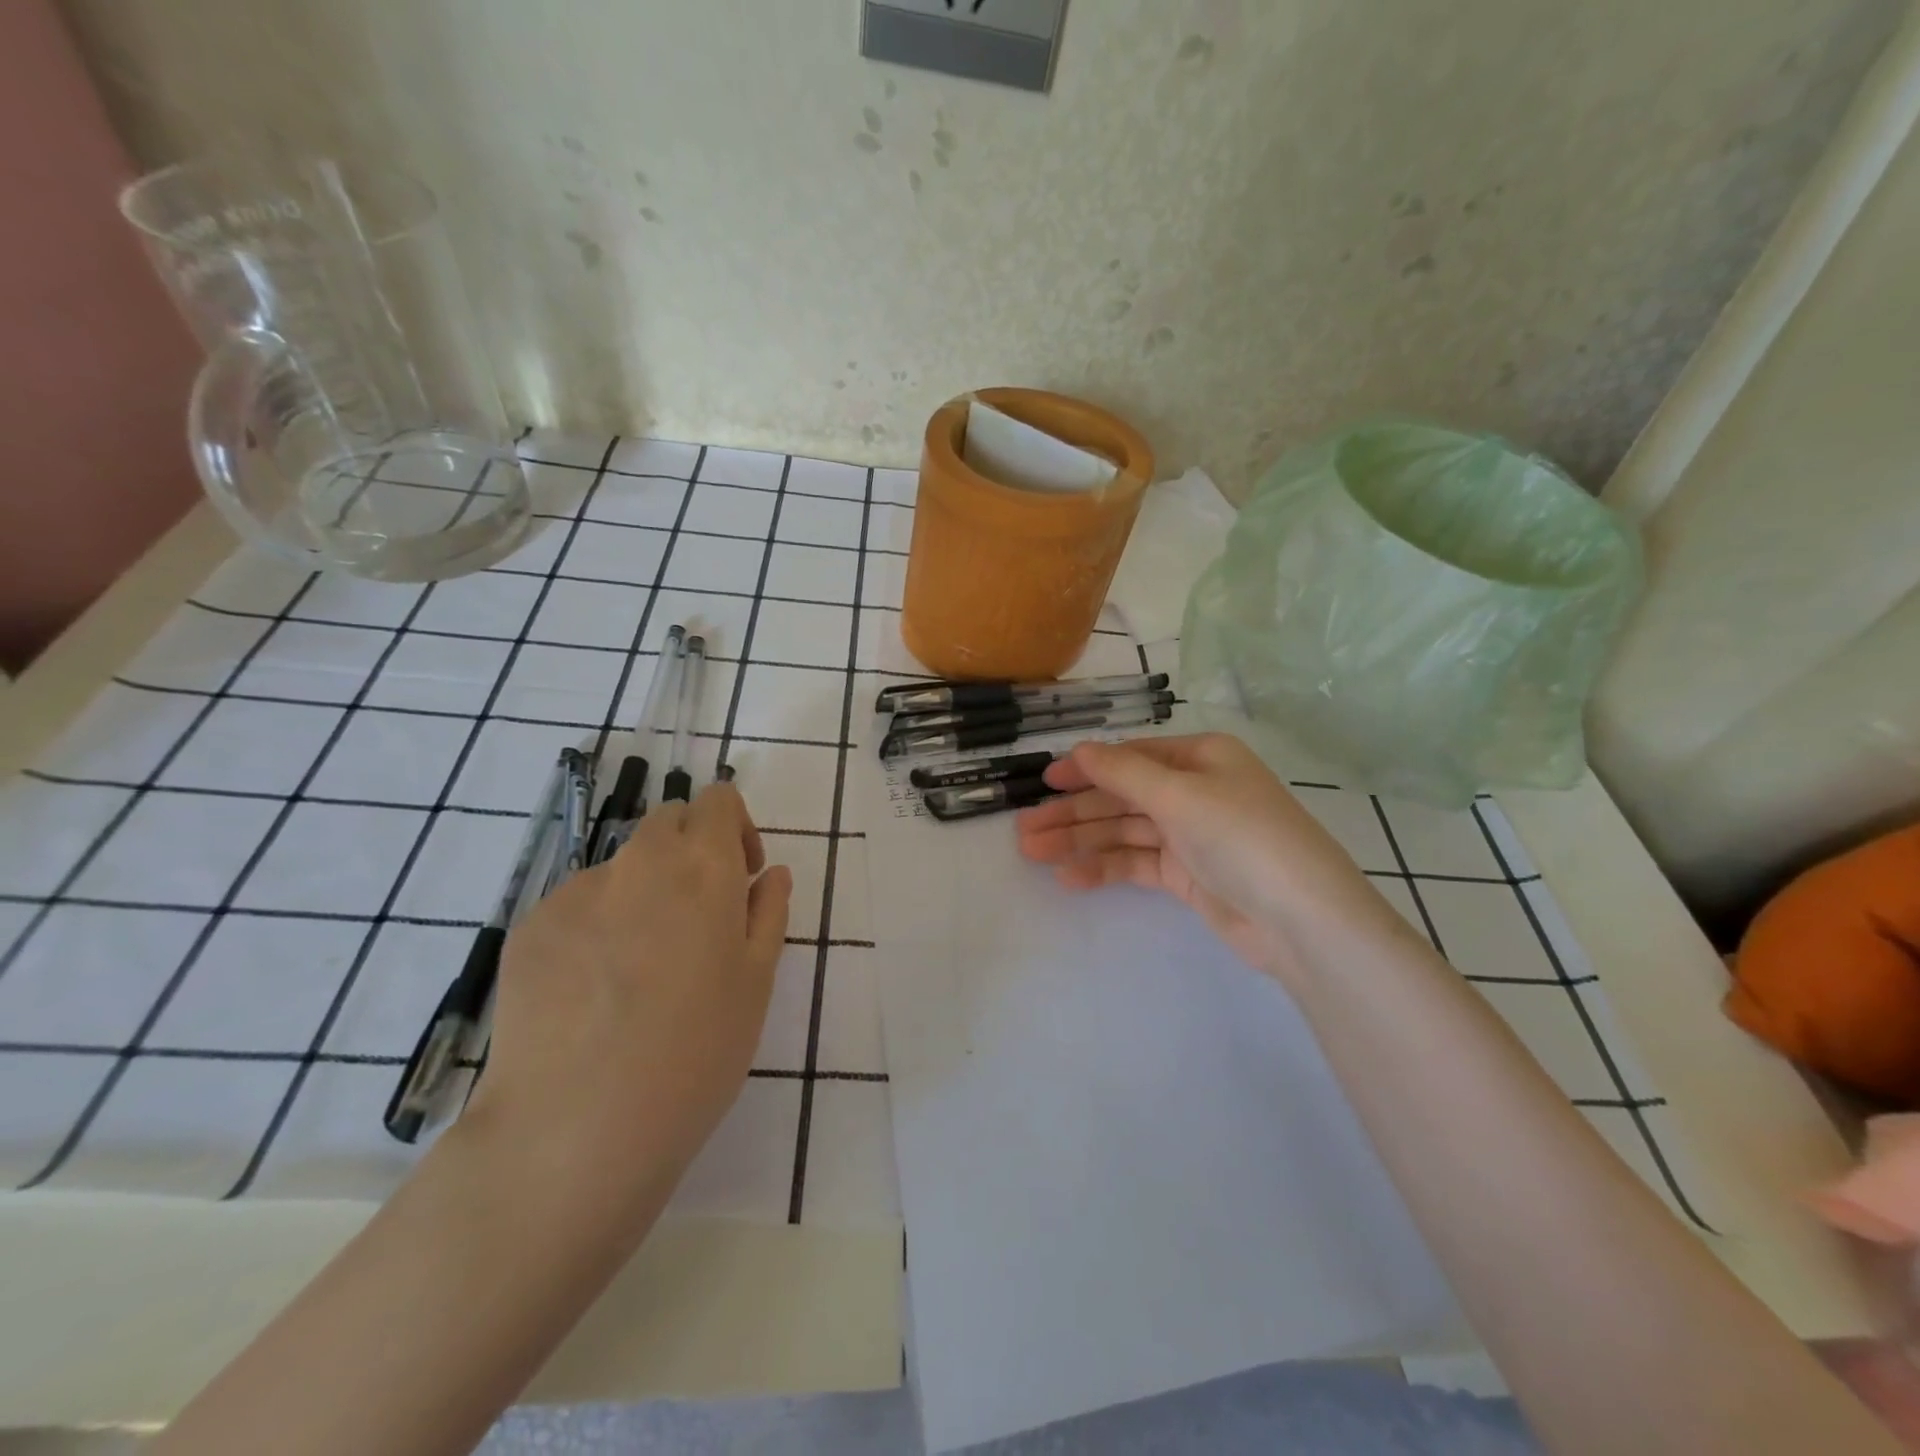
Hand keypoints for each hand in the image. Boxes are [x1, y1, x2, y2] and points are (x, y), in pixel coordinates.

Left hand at [466, 782, 792, 1216]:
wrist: (576, 1126)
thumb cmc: (696, 1051)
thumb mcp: (756, 982)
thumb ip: (768, 913)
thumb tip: (770, 874)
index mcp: (703, 866)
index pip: (717, 800)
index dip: (734, 828)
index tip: (741, 877)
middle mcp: (639, 861)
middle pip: (667, 822)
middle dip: (690, 851)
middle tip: (698, 918)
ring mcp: (576, 891)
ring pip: (622, 867)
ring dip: (643, 891)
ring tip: (641, 969)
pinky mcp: (529, 927)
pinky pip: (577, 905)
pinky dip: (596, 925)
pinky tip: (594, 991)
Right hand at [1015, 733, 1417, 992]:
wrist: (1302, 920)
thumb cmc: (1242, 837)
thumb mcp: (1180, 794)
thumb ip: (1123, 772)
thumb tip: (1079, 748)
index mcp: (1200, 758)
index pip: (1131, 757)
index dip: (1085, 768)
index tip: (1043, 782)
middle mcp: (1194, 791)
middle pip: (1121, 796)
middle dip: (1074, 811)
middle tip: (1025, 829)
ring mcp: (1191, 835)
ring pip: (1124, 831)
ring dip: (1080, 840)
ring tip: (1033, 853)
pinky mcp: (1188, 875)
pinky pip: (1136, 863)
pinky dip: (1104, 867)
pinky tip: (1070, 878)